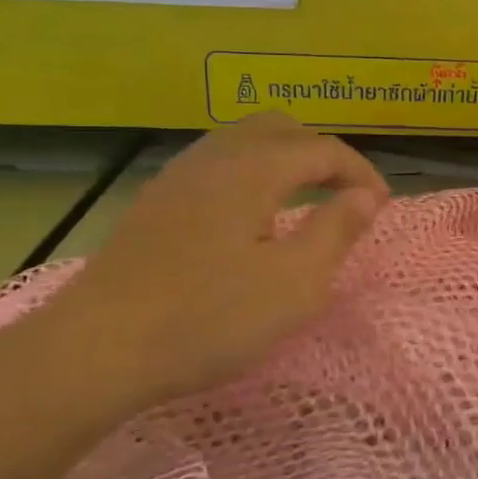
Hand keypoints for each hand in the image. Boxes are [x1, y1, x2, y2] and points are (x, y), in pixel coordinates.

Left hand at [27, 114, 388, 414]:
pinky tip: (249, 218)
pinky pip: (216, 165)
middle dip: (321, 154)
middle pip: (280, 129)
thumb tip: (365, 195)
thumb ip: (337, 230)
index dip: (360, 172)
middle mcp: (215, 156)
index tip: (382, 207)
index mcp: (253, 167)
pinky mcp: (155, 202)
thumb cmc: (207, 318)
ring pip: (242, 142)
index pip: (322, 149)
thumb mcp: (294, 283)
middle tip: (344, 194)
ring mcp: (178, 176)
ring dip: (283, 161)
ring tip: (303, 200)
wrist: (96, 349)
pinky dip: (250, 174)